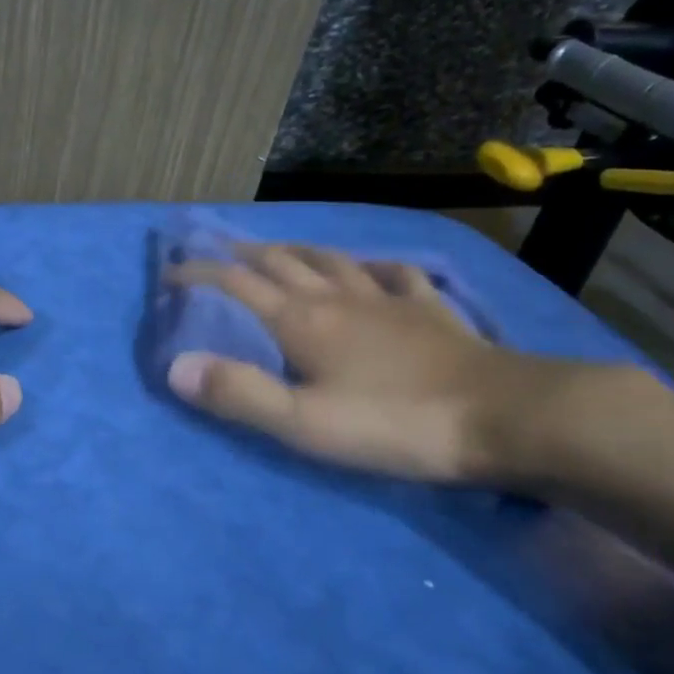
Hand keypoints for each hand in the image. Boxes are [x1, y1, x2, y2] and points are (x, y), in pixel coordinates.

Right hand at [166, 244, 586, 483]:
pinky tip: (373, 268)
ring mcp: (388, 300)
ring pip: (332, 261)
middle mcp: (338, 298)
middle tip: (216, 250)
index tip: (170, 271)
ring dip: (297, 251)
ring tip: (279, 250)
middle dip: (242, 254)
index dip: (200, 274)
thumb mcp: (304, 423)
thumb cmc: (395, 423)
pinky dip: (375, 266)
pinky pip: (396, 275)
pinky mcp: (430, 311)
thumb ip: (239, 393)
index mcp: (302, 322)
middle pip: (281, 263)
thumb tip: (175, 366)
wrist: (503, 417)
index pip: (237, 284)